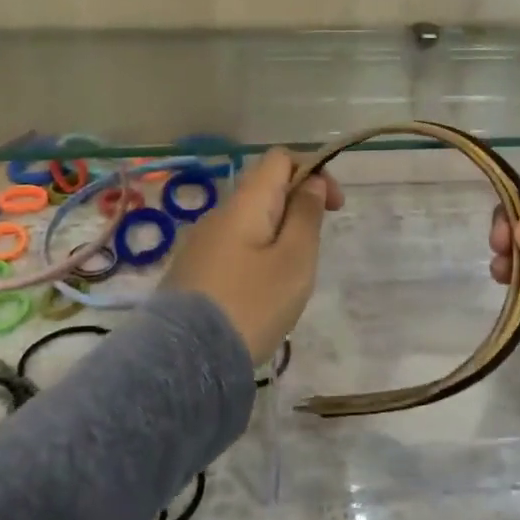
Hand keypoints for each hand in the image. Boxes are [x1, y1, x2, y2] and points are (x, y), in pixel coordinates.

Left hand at [163, 147, 342, 363]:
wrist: (186, 361)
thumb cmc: (251, 304)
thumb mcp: (294, 260)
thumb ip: (306, 215)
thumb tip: (311, 182)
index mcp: (245, 203)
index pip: (280, 158)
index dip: (314, 171)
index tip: (333, 208)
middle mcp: (219, 213)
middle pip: (265, 189)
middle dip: (297, 208)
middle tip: (312, 252)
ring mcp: (200, 243)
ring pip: (250, 221)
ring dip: (278, 236)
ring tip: (288, 281)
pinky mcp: (192, 271)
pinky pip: (233, 247)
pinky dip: (256, 256)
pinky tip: (260, 295)